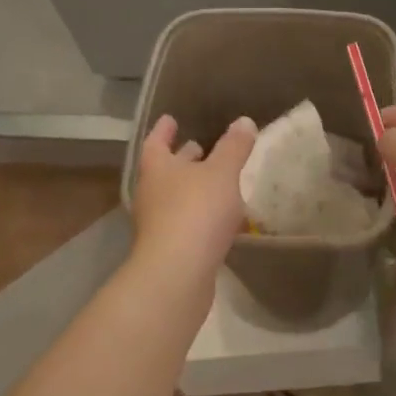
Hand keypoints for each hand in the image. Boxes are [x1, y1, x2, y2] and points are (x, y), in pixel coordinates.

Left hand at [130, 115, 256, 283]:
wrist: (177, 275)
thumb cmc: (196, 212)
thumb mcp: (222, 173)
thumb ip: (234, 147)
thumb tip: (244, 121)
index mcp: (158, 168)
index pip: (156, 141)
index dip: (164, 130)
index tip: (171, 119)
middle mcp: (152, 193)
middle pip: (165, 170)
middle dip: (182, 158)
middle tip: (200, 147)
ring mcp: (157, 225)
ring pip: (175, 197)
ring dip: (192, 187)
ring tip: (216, 181)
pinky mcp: (170, 250)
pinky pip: (186, 223)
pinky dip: (200, 215)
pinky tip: (220, 218)